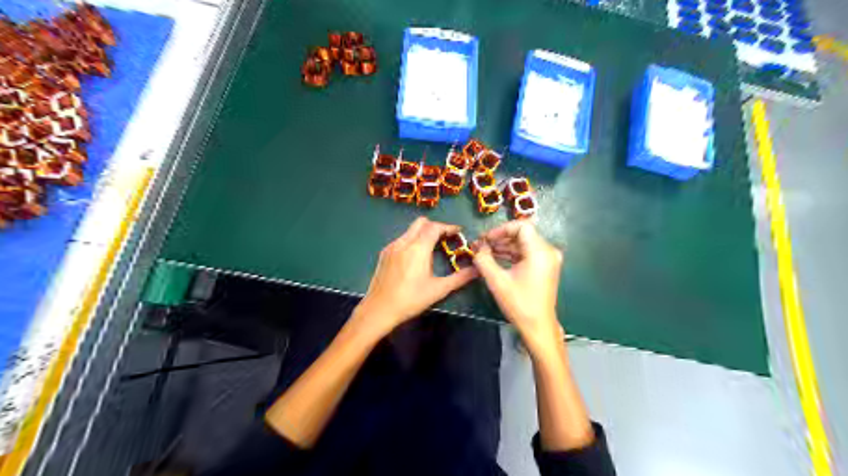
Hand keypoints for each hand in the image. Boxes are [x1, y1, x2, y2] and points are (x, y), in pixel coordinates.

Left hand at [356, 218, 479, 335]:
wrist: (379, 309)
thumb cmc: (410, 300)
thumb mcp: (438, 290)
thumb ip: (460, 278)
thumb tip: (477, 270)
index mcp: (417, 248)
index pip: (435, 227)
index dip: (448, 227)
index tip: (458, 233)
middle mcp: (403, 242)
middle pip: (421, 223)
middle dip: (435, 227)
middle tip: (446, 239)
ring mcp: (391, 246)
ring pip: (410, 230)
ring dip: (423, 234)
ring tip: (432, 250)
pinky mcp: (384, 253)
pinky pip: (402, 239)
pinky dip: (412, 241)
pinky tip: (415, 259)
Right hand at [473, 221, 563, 355]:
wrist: (538, 327)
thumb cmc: (519, 304)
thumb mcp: (497, 281)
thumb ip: (484, 260)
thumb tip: (478, 248)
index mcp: (540, 252)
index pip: (521, 226)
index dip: (501, 229)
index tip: (486, 239)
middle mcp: (548, 251)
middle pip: (522, 234)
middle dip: (500, 237)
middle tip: (482, 246)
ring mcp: (548, 259)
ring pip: (524, 243)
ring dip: (505, 246)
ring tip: (485, 253)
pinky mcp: (545, 267)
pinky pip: (527, 253)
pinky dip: (512, 254)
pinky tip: (496, 259)